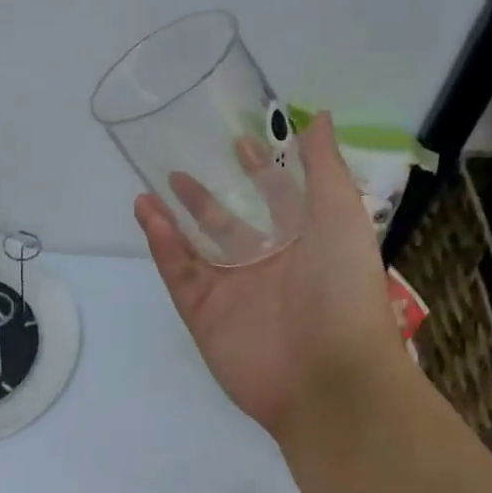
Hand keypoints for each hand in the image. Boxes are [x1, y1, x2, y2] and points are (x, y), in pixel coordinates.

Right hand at [136, 113, 402, 440]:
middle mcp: (267, 265)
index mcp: (304, 242)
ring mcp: (233, 291)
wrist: (329, 377)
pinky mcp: (205, 315)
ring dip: (174, 219)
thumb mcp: (340, 216)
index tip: (237, 141)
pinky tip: (148, 216)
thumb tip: (320, 115)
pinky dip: (164, 247)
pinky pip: (180, 275)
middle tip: (179, 167)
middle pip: (229, 223)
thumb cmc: (343, 289)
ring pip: (196, 249)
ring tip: (150, 190)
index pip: (276, 198)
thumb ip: (324, 167)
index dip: (259, 170)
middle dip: (207, 197)